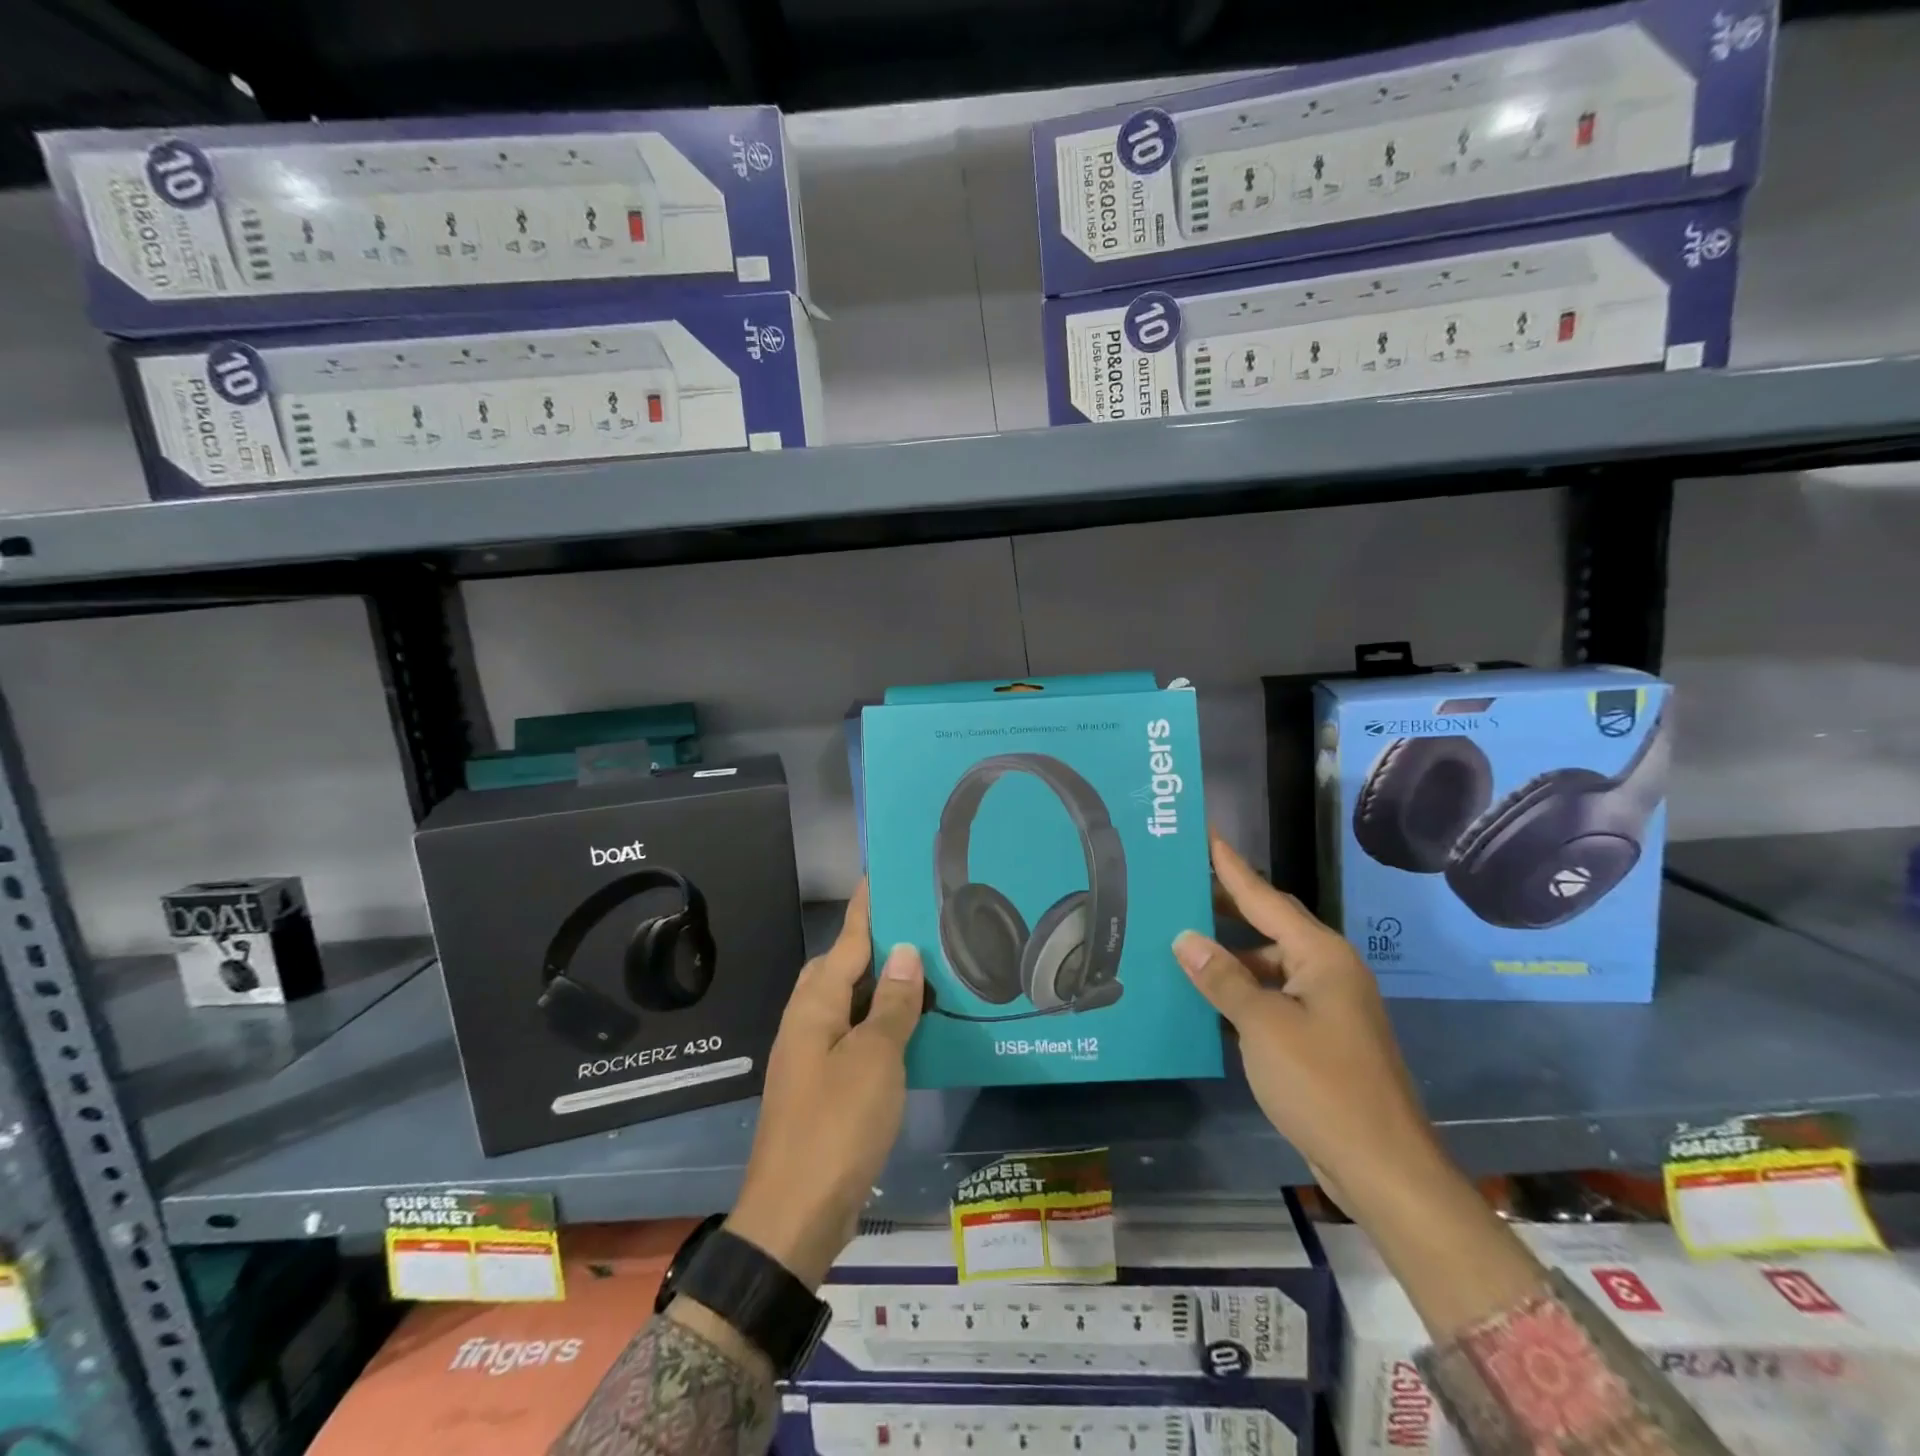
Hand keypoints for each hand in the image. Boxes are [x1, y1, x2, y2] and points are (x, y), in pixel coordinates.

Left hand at [725, 883, 923, 1287]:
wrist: (794, 1218)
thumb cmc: (836, 1127)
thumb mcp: (875, 1060)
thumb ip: (891, 1004)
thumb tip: (904, 953)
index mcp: (815, 1006)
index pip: (846, 941)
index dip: (865, 907)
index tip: (881, 873)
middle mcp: (807, 1023)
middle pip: (841, 967)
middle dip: (874, 943)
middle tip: (918, 927)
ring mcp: (812, 1057)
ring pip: (848, 1003)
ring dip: (880, 986)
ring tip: (923, 972)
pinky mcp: (822, 1087)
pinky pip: (853, 1037)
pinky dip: (879, 1023)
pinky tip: (909, 1030)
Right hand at [1174, 832, 1542, 1336]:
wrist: (1383, 1168)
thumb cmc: (1324, 1085)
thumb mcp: (1263, 1026)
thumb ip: (1223, 978)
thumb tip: (1184, 938)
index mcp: (1321, 955)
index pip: (1264, 897)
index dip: (1231, 867)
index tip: (1204, 835)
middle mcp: (1327, 970)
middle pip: (1268, 925)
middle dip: (1225, 906)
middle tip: (1179, 886)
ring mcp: (1326, 1005)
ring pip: (1268, 964)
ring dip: (1228, 955)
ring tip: (1179, 941)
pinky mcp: (1319, 1036)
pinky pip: (1272, 997)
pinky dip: (1240, 991)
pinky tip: (1205, 996)